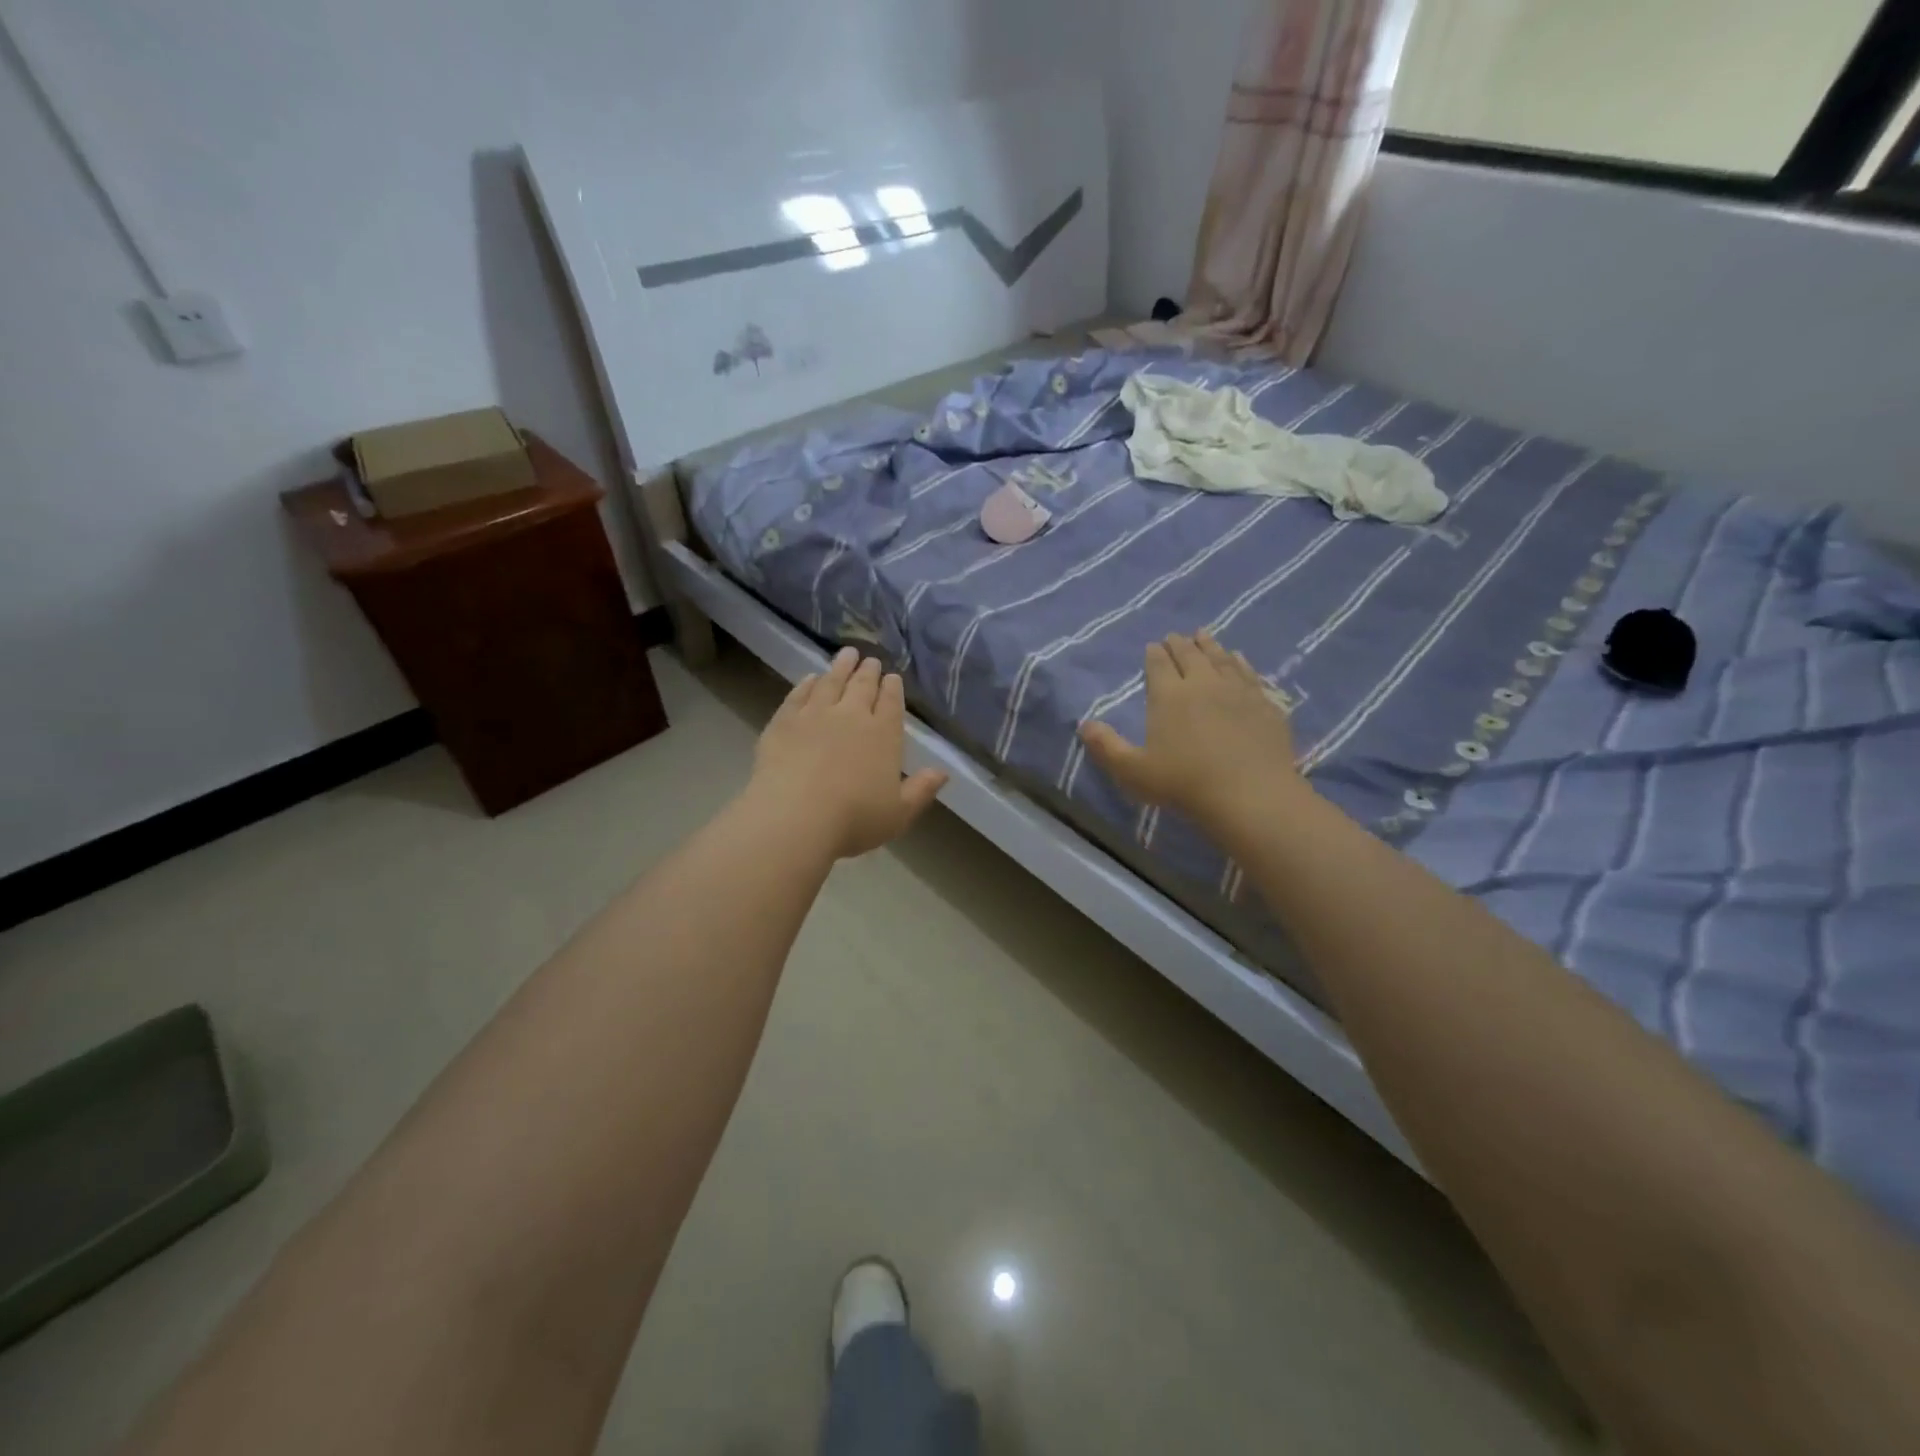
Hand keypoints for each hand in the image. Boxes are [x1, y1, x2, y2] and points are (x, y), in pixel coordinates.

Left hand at [747, 648, 948, 858]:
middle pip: (862, 686)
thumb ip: (922, 790)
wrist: (795, 817)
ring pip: (831, 682)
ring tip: (846, 655)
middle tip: (870, 660)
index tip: (892, 677)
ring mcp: (815, 714)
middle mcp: (851, 715)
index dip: (892, 689)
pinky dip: (806, 684)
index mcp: (883, 734)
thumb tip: (942, 772)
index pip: (891, 703)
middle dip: (868, 672)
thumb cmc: (854, 820)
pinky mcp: (784, 721)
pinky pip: (797, 695)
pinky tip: (809, 678)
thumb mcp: (899, 813)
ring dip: (840, 667)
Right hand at [1078, 631, 1306, 830]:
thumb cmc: (1184, 783)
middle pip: (1190, 655)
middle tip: (1174, 636)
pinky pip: (1249, 673)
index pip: (1158, 665)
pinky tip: (1239, 658)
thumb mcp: (1133, 771)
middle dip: (1179, 644)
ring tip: (1203, 635)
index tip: (1152, 646)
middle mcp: (1203, 683)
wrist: (1250, 794)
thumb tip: (1083, 725)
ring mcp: (1238, 690)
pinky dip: (1240, 661)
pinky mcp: (1264, 703)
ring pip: (1220, 658)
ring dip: (1209, 645)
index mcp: (1169, 696)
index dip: (1154, 654)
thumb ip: (1106, 747)